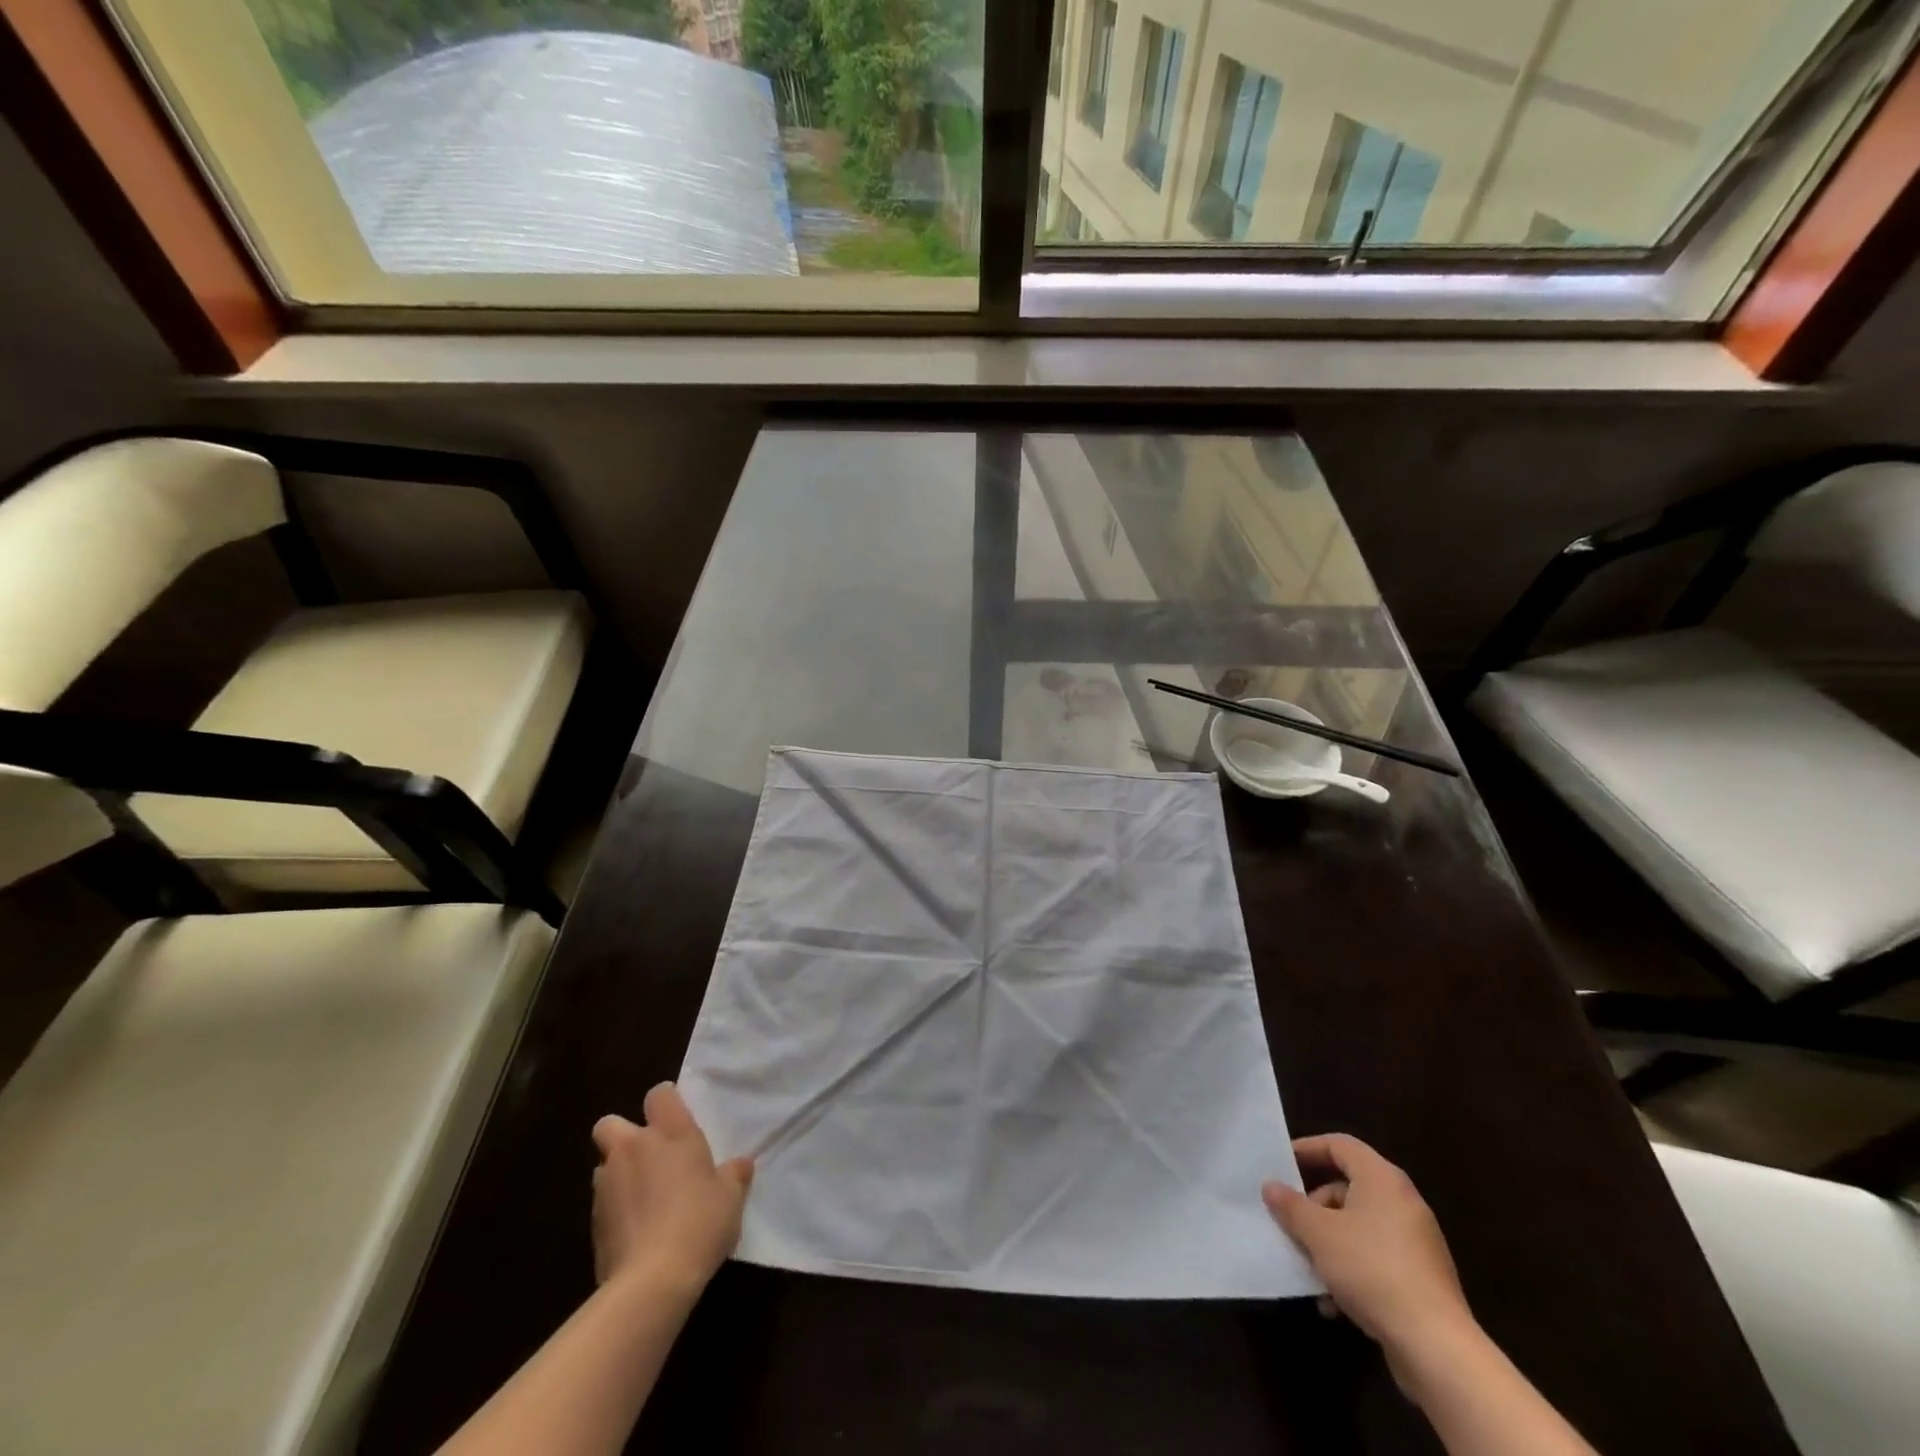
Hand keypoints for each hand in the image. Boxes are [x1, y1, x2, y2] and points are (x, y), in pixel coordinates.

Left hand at [591, 1083, 752, 1297]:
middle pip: (611, 1124)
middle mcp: (633, 1149)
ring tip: (644, 1198)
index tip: (677, 1118)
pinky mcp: (592, 1223)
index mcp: (671, 1133)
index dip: (665, 1102)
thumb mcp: (731, 1198)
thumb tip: (741, 1164)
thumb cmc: (700, 1223)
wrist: (651, 1281)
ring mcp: (607, 1185)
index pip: (659, 1095)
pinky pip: (603, 1202)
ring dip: (619, 1174)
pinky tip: (636, 1230)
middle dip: (622, 1134)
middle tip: (648, 1155)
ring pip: (604, 1165)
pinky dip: (616, 1209)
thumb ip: (734, 1175)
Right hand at [1263, 1134, 1473, 1369]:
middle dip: (1314, 1205)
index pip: (1340, 1145)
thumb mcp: (1318, 1234)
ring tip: (1307, 1266)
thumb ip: (1291, 1206)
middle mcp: (1403, 1202)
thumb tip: (1271, 1186)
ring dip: (1329, 1242)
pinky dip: (1352, 1269)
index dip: (1308, 1149)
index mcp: (1382, 1179)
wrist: (1436, 1346)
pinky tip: (1332, 1301)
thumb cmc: (1371, 1269)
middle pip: (1348, 1187)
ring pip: (1359, 1227)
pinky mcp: (1421, 1278)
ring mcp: (1416, 1242)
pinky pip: (1376, 1258)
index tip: (1281, 1164)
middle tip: (1290, 1221)